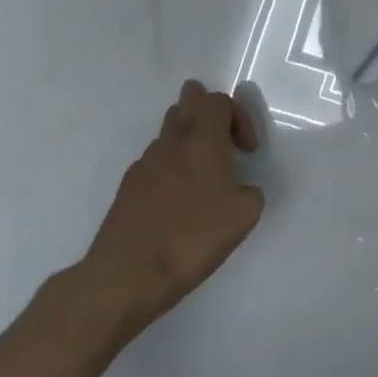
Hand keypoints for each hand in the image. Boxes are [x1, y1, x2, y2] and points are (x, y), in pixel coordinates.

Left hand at [79, 81, 265, 328]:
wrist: (127, 275)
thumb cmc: (192, 239)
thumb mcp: (244, 217)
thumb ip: (250, 192)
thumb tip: (239, 189)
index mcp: (203, 142)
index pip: (219, 101)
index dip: (239, 117)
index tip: (247, 151)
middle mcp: (172, 143)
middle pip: (187, 102)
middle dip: (206, 110)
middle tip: (221, 139)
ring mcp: (145, 163)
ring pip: (168, 130)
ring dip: (188, 138)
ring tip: (201, 172)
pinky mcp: (127, 187)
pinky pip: (154, 161)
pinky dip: (170, 166)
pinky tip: (176, 199)